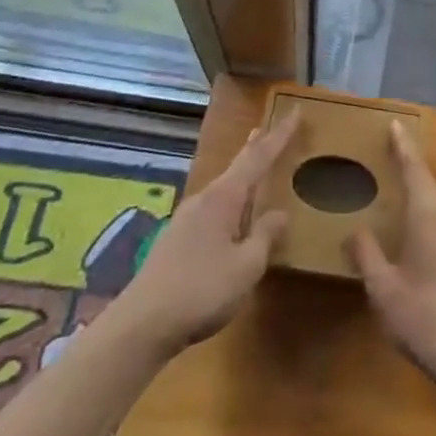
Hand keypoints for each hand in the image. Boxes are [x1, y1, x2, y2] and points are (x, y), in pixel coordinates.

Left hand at [110, 110, 298, 353]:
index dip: (279, 136)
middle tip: (269, 128)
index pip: (258, 158)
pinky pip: (214, 206)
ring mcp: (187, 217)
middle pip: (236, 165)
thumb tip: (280, 214)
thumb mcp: (245, 267)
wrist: (141, 324)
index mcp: (224, 198)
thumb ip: (264, 237)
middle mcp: (205, 198)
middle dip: (256, 146)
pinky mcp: (177, 238)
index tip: (294, 111)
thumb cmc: (201, 291)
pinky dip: (231, 197)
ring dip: (241, 173)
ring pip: (223, 186)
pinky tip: (232, 213)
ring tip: (254, 164)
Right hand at [347, 122, 435, 389]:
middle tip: (388, 176)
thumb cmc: (423, 316)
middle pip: (429, 189)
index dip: (403, 147)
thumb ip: (367, 254)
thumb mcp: (383, 287)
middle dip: (410, 181)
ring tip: (400, 221)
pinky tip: (422, 257)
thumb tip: (356, 231)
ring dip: (421, 213)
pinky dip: (434, 234)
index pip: (415, 168)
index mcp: (430, 214)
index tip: (396, 125)